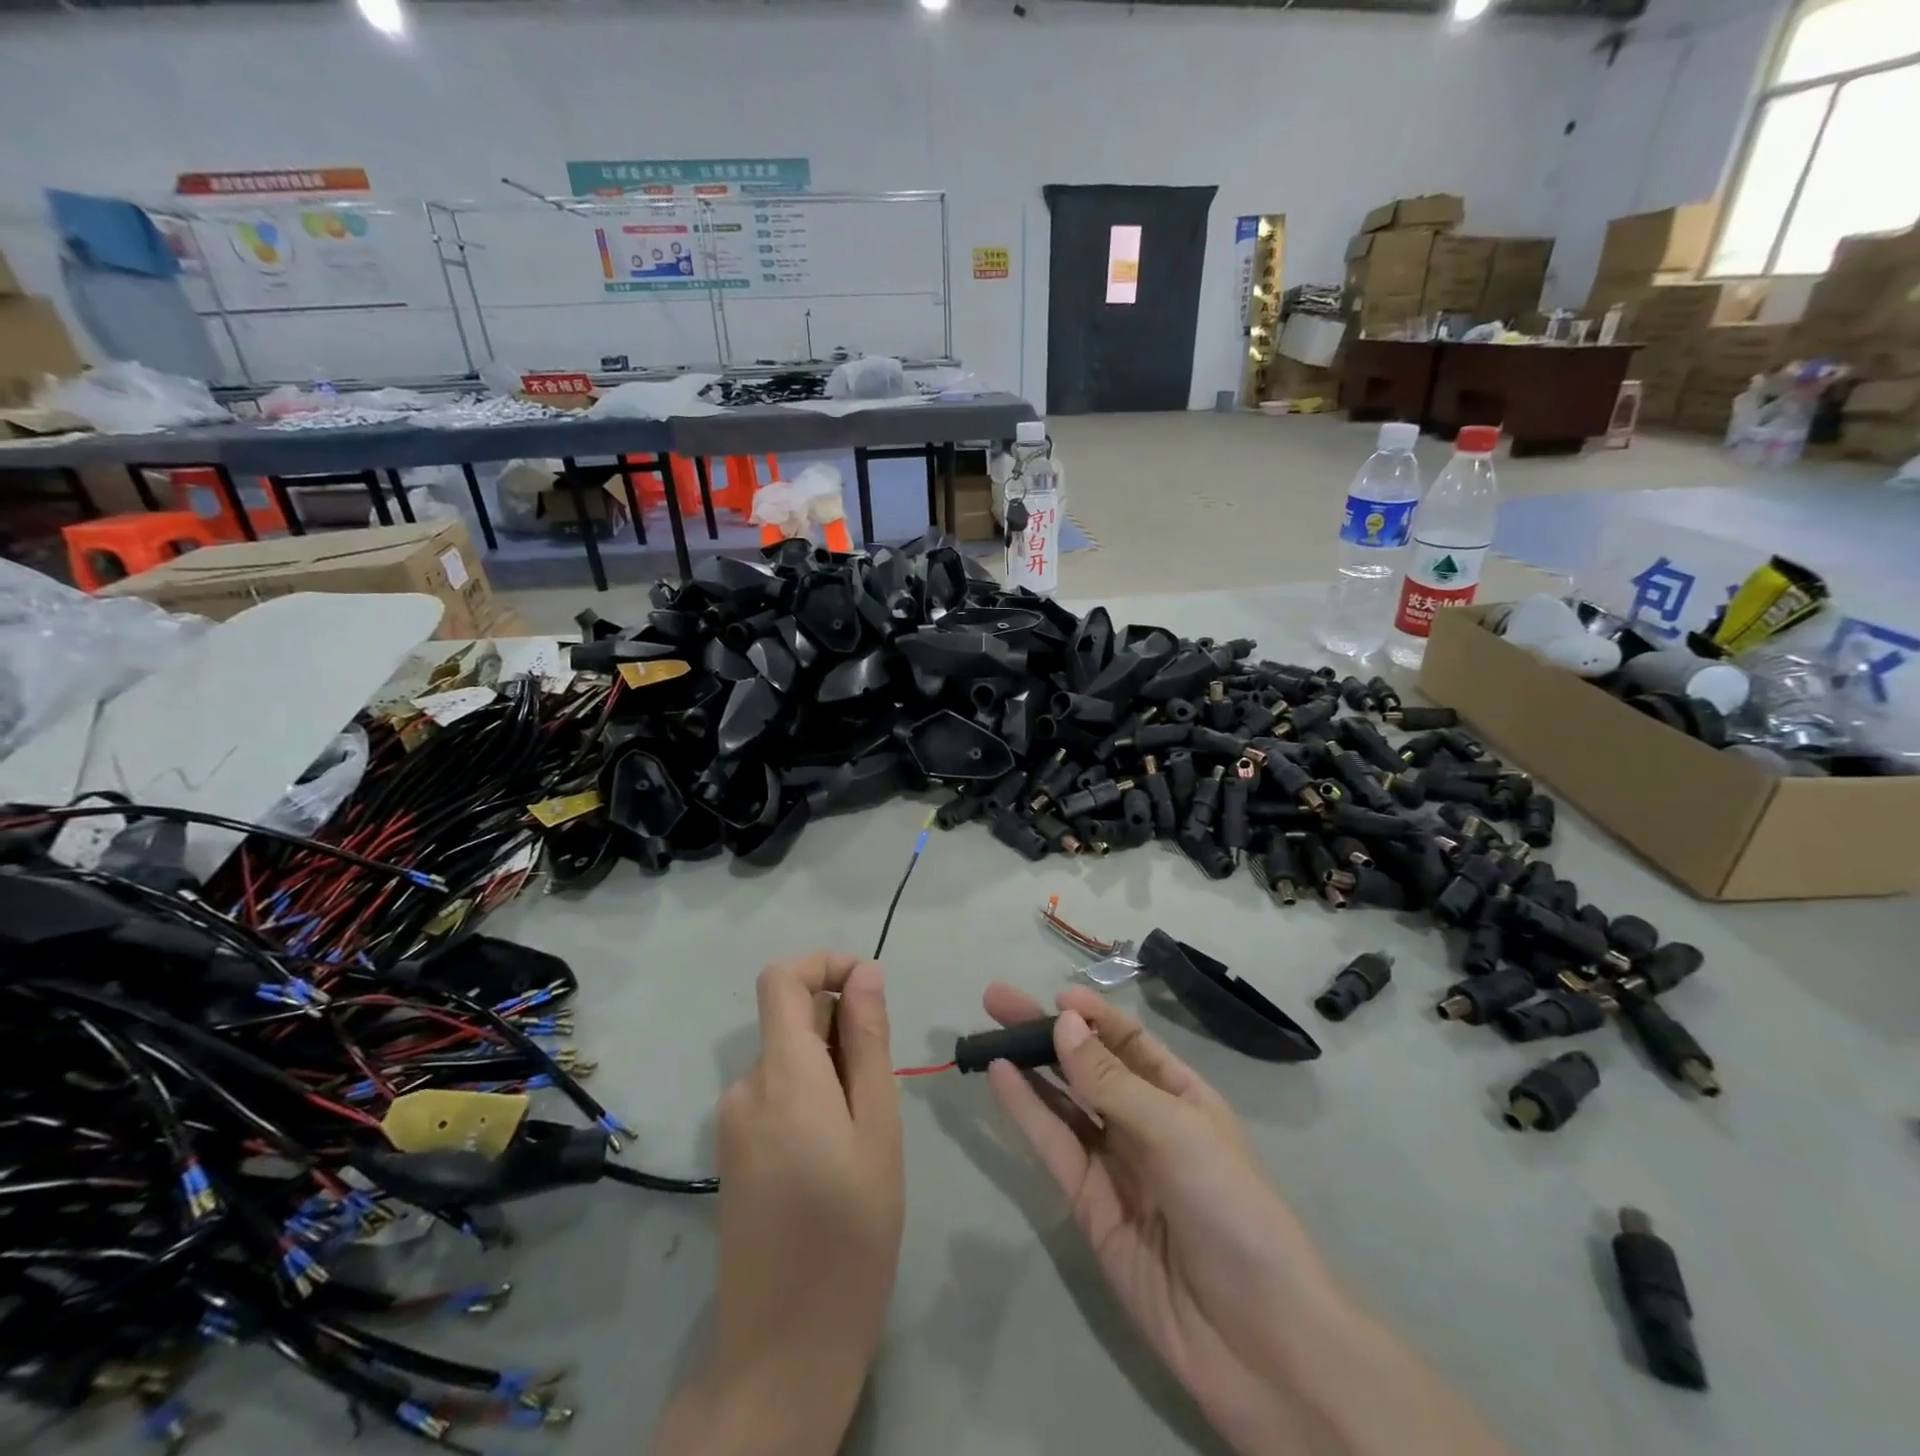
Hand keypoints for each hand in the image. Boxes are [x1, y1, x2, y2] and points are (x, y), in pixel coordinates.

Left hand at [655, 954, 902, 1455]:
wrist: (784, 1349)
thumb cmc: (851, 1233)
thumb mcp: (878, 1128)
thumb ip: (868, 1041)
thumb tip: (866, 972)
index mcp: (782, 1074)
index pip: (781, 978)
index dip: (824, 964)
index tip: (870, 987)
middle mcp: (745, 1086)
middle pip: (789, 1018)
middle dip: (840, 1024)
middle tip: (882, 1082)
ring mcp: (733, 1120)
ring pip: (787, 1057)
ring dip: (830, 1064)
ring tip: (866, 1127)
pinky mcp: (733, 1149)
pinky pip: (775, 1091)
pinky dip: (811, 1093)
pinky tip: (837, 1150)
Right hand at [983, 983, 1507, 1455]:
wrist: (1258, 1340)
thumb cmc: (1231, 1209)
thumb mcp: (1176, 1131)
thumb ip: (1112, 1080)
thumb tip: (1062, 1022)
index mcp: (1181, 1095)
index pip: (1130, 1041)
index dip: (1092, 1015)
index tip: (1055, 994)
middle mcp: (1145, 1122)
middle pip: (1088, 1065)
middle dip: (1047, 1030)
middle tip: (996, 999)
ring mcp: (1115, 1164)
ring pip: (1064, 1101)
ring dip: (1028, 1065)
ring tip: (988, 1031)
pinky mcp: (1089, 1205)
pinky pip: (1055, 1145)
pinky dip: (1026, 1110)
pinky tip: (1000, 1077)